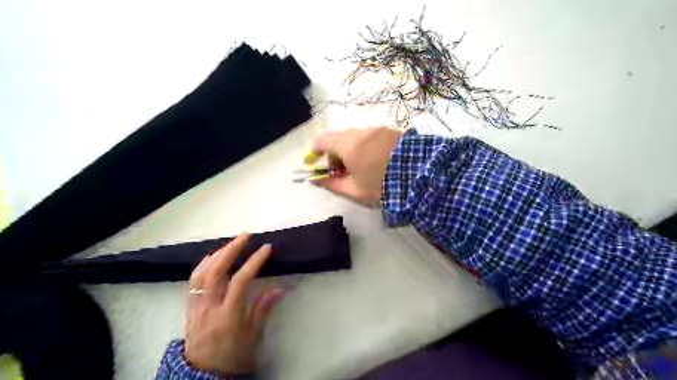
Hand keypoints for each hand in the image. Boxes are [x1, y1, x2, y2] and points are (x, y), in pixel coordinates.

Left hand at [182, 234, 283, 376]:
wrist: (200, 373)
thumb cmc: (231, 355)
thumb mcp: (252, 336)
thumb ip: (263, 309)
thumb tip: (280, 289)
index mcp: (228, 315)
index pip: (240, 281)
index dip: (254, 262)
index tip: (266, 248)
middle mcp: (209, 306)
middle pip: (216, 271)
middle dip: (231, 249)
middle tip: (245, 235)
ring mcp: (196, 305)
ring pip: (202, 272)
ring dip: (217, 253)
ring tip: (231, 243)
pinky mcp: (189, 305)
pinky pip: (193, 279)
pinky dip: (204, 264)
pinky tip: (213, 257)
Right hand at [312, 126, 401, 203]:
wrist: (419, 177)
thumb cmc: (382, 186)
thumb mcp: (354, 191)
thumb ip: (332, 184)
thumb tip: (315, 180)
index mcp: (348, 145)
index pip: (322, 140)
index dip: (316, 150)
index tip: (317, 161)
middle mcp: (360, 132)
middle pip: (337, 137)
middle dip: (333, 151)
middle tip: (340, 169)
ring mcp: (375, 129)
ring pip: (353, 135)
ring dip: (349, 147)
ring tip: (359, 165)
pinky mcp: (388, 130)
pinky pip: (368, 135)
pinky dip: (363, 144)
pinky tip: (373, 158)